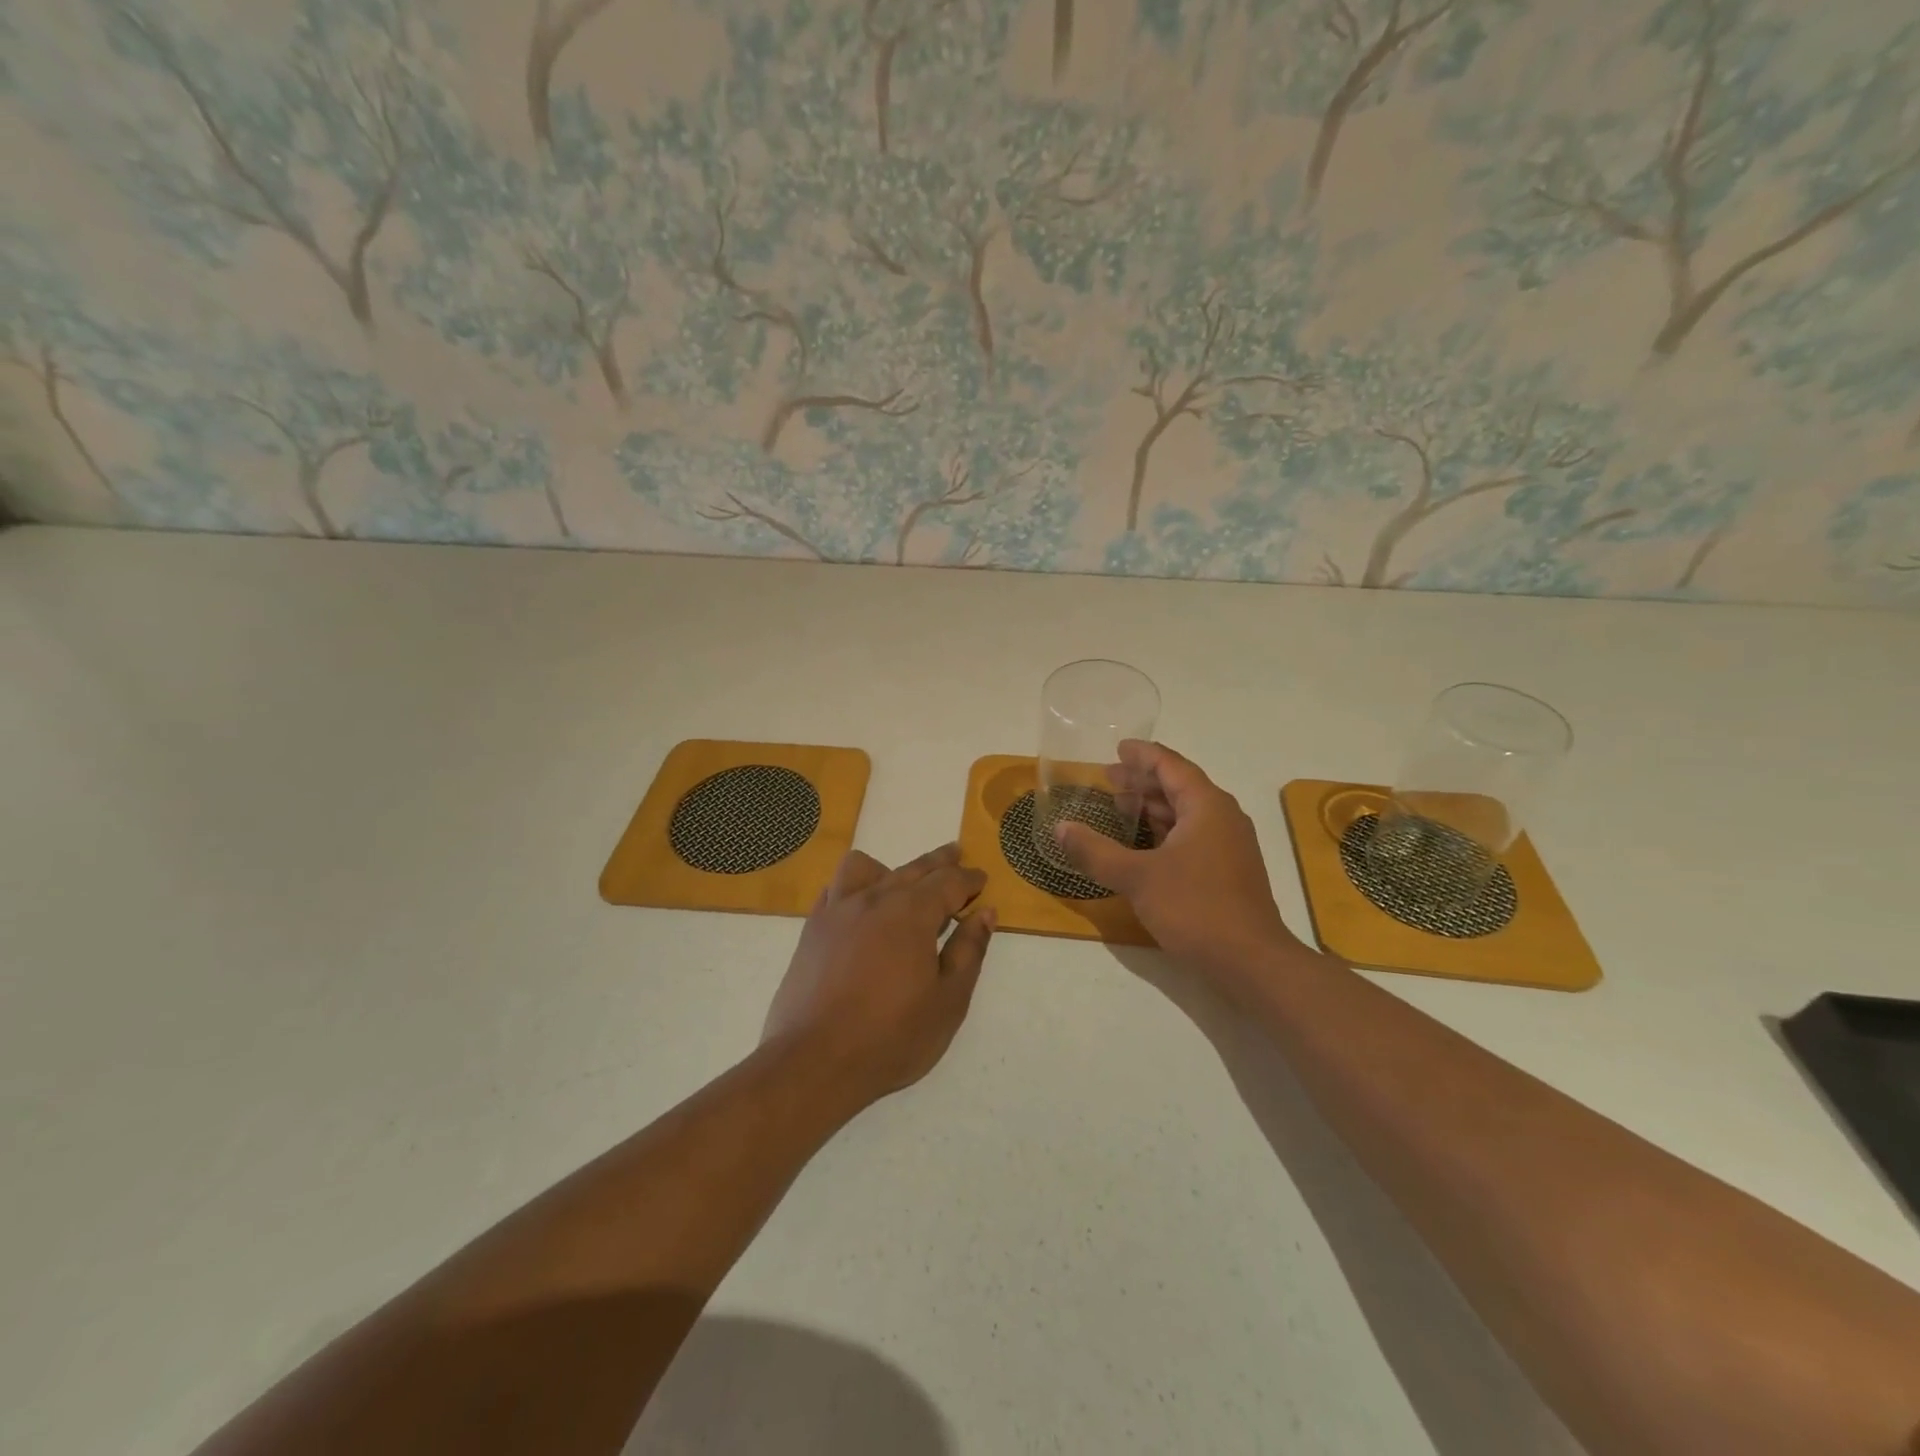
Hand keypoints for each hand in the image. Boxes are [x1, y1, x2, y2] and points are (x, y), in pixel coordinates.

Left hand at [762, 844, 994, 1108]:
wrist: (814, 1062)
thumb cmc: (891, 1037)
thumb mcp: (948, 1001)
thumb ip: (969, 952)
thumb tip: (985, 914)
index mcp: (912, 913)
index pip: (948, 882)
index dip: (969, 879)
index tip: (981, 878)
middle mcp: (874, 899)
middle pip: (913, 868)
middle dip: (939, 862)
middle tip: (956, 854)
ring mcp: (837, 911)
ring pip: (866, 868)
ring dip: (891, 868)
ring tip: (902, 883)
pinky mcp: (812, 929)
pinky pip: (834, 888)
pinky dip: (854, 886)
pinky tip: (859, 904)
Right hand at [1056, 741, 1315, 988]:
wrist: (1251, 962)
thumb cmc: (1195, 908)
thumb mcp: (1137, 878)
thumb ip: (1096, 851)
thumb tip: (1060, 828)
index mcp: (1206, 806)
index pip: (1171, 765)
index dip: (1143, 755)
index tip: (1118, 748)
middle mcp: (1222, 817)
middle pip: (1179, 787)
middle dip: (1143, 781)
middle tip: (1108, 779)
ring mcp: (1229, 846)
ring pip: (1187, 813)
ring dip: (1153, 807)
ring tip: (1120, 807)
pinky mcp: (1229, 871)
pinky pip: (1192, 836)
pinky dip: (1165, 831)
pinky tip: (1143, 845)